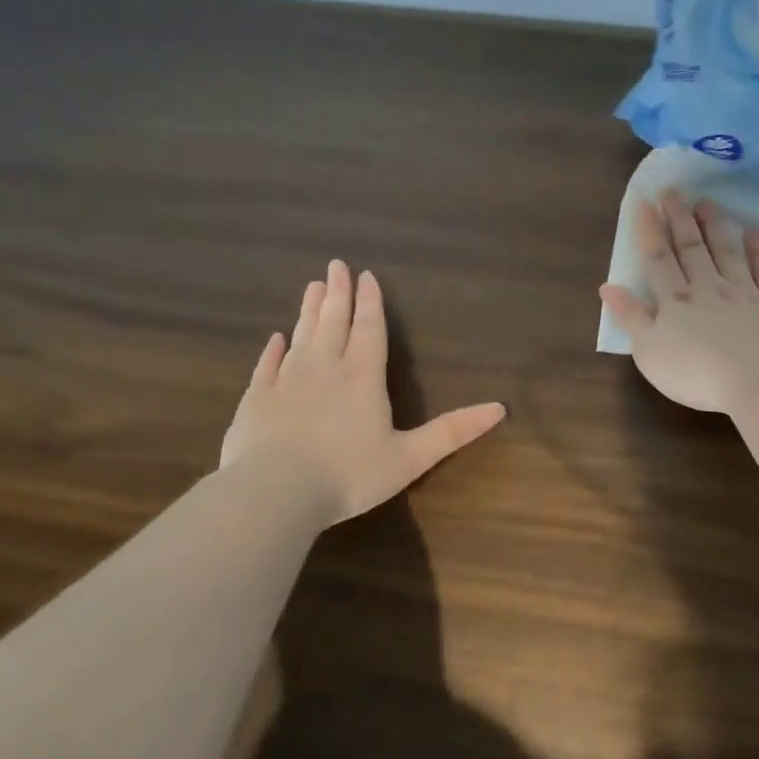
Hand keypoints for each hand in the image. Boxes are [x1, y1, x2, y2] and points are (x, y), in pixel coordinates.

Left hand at [220, 260, 505, 523]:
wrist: (275, 492)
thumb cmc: (349, 475)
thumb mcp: (411, 457)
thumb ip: (453, 431)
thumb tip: (500, 408)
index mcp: (363, 377)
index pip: (370, 329)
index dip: (371, 302)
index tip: (367, 275)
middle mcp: (325, 368)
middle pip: (334, 322)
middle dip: (339, 294)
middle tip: (336, 266)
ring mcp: (287, 381)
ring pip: (302, 335)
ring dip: (309, 310)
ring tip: (313, 286)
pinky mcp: (257, 399)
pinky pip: (267, 365)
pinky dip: (273, 349)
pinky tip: (275, 338)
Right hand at [600, 190, 758, 413]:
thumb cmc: (695, 372)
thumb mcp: (649, 351)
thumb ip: (630, 317)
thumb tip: (607, 286)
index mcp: (675, 301)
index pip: (658, 260)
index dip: (650, 231)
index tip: (645, 203)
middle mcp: (708, 288)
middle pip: (691, 248)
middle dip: (680, 219)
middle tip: (674, 191)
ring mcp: (744, 293)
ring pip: (727, 252)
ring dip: (715, 226)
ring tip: (707, 202)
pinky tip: (756, 233)